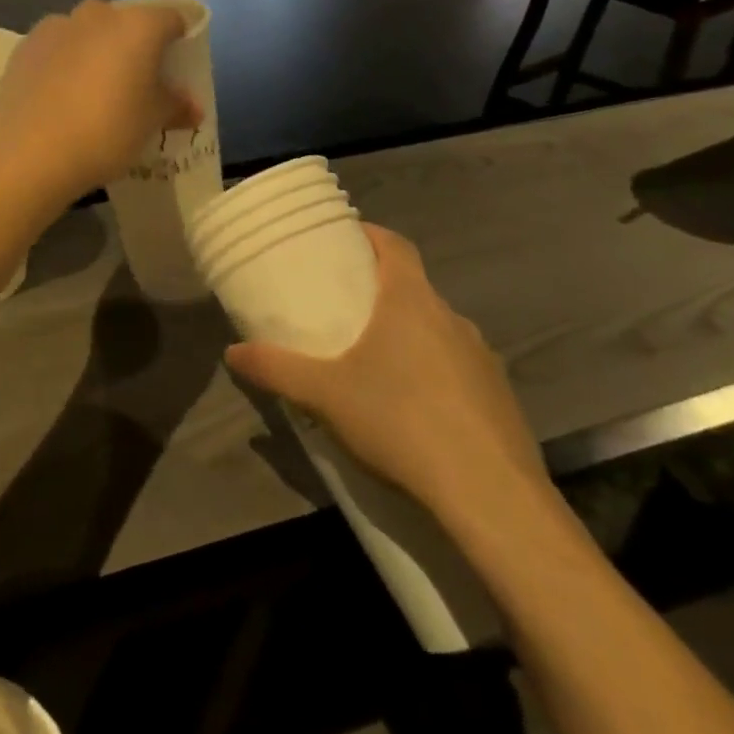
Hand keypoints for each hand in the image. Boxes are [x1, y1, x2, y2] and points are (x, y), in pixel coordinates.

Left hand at [0, 0, 201, 203]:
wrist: (29, 150)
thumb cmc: (106, 131)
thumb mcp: (151, 123)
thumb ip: (175, 106)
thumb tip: (192, 106)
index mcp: (138, 25)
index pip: (171, 19)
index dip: (179, 40)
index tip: (177, 68)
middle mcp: (98, 14)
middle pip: (125, 22)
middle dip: (133, 46)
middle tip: (135, 83)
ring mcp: (57, 26)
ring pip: (87, 32)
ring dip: (95, 51)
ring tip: (93, 91)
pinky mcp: (25, 46)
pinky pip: (56, 48)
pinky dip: (63, 63)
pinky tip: (60, 96)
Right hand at [225, 224, 551, 533]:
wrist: (493, 499)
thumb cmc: (401, 422)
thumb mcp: (324, 395)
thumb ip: (275, 369)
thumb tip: (231, 353)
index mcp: (411, 301)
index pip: (395, 245)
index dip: (370, 234)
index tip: (344, 238)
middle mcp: (452, 319)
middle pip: (413, 288)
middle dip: (380, 292)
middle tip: (344, 308)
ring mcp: (483, 360)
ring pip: (437, 331)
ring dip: (408, 336)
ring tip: (374, 362)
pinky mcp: (502, 400)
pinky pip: (459, 370)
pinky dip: (434, 375)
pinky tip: (414, 411)